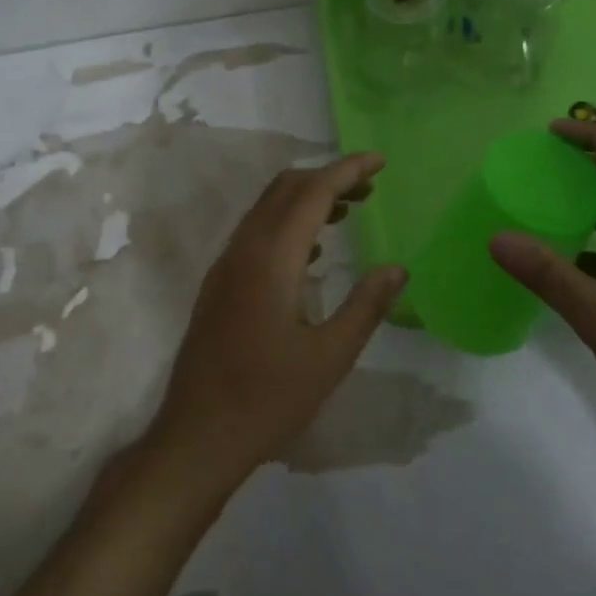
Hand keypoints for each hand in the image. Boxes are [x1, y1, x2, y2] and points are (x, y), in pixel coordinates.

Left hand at [145, 153, 407, 495]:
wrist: (198, 434)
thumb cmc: (268, 398)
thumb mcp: (330, 356)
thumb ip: (366, 306)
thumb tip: (397, 268)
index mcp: (271, 258)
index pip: (312, 192)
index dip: (347, 170)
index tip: (381, 161)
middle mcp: (243, 249)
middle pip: (285, 189)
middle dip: (328, 178)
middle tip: (370, 187)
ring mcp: (226, 265)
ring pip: (267, 209)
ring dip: (306, 199)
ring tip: (349, 210)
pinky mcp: (219, 284)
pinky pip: (256, 233)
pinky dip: (287, 223)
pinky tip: (311, 251)